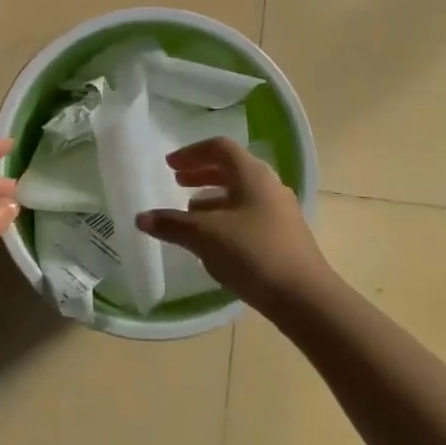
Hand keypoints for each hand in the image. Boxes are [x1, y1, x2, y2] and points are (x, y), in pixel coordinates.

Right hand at [137, 138, 336, 312]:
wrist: (304, 296)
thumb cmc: (252, 253)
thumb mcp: (204, 236)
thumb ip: (171, 224)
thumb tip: (141, 218)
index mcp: (252, 174)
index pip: (220, 148)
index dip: (191, 153)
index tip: (169, 166)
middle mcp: (269, 185)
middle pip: (231, 168)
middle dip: (201, 173)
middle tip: (177, 183)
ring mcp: (279, 211)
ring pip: (240, 193)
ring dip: (213, 197)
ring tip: (190, 211)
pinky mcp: (283, 235)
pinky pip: (249, 214)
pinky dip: (226, 216)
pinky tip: (214, 240)